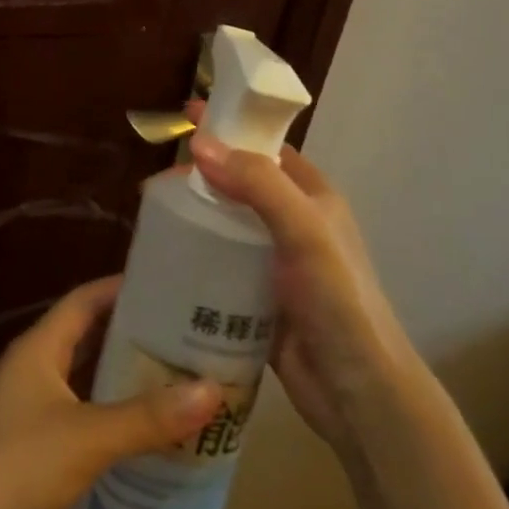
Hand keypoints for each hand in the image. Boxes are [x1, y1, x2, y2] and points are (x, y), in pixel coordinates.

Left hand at [0, 276, 221, 508]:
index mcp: (37, 350)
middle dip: (134, 340)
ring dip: (125, 387)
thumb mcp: (86, 438)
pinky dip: (111, 429)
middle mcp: (30, 374)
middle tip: (189, 342)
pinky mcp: (28, 461)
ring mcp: (26, 418)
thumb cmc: (12, 472)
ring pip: (85, 388)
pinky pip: (80, 429)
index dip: (122, 288)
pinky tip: (146, 444)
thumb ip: (148, 416)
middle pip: (87, 342)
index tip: (170, 286)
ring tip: (180, 388)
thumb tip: (213, 389)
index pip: (84, 300)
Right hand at [186, 129, 410, 457]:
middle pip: (240, 187)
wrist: (357, 393)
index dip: (231, 130)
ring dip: (194, 219)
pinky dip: (196, 260)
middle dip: (201, 178)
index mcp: (313, 198)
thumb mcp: (304, 230)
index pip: (267, 149)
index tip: (188, 116)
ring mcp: (274, 265)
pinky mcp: (256, 301)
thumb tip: (201, 144)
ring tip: (152, 219)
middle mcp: (294, 225)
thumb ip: (258, 183)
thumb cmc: (338, 301)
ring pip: (226, 229)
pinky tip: (166, 263)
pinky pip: (219, 270)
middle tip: (156, 182)